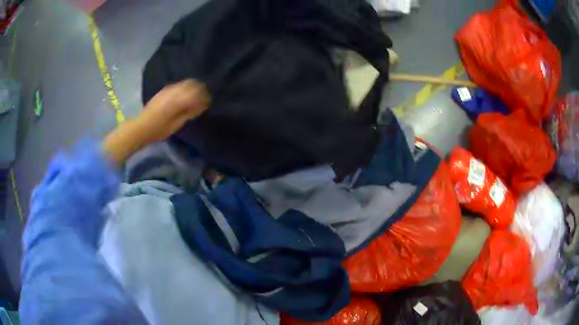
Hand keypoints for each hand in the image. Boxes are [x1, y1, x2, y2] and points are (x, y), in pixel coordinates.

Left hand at [138, 79, 210, 142]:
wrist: (141, 127)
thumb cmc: (159, 130)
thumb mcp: (176, 124)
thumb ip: (189, 113)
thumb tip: (200, 106)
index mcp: (178, 100)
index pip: (197, 93)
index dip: (204, 97)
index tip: (208, 103)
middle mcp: (174, 91)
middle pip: (192, 84)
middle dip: (200, 89)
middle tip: (204, 98)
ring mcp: (168, 89)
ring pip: (185, 83)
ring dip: (193, 87)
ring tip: (196, 96)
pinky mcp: (164, 91)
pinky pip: (179, 85)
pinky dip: (185, 88)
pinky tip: (185, 95)